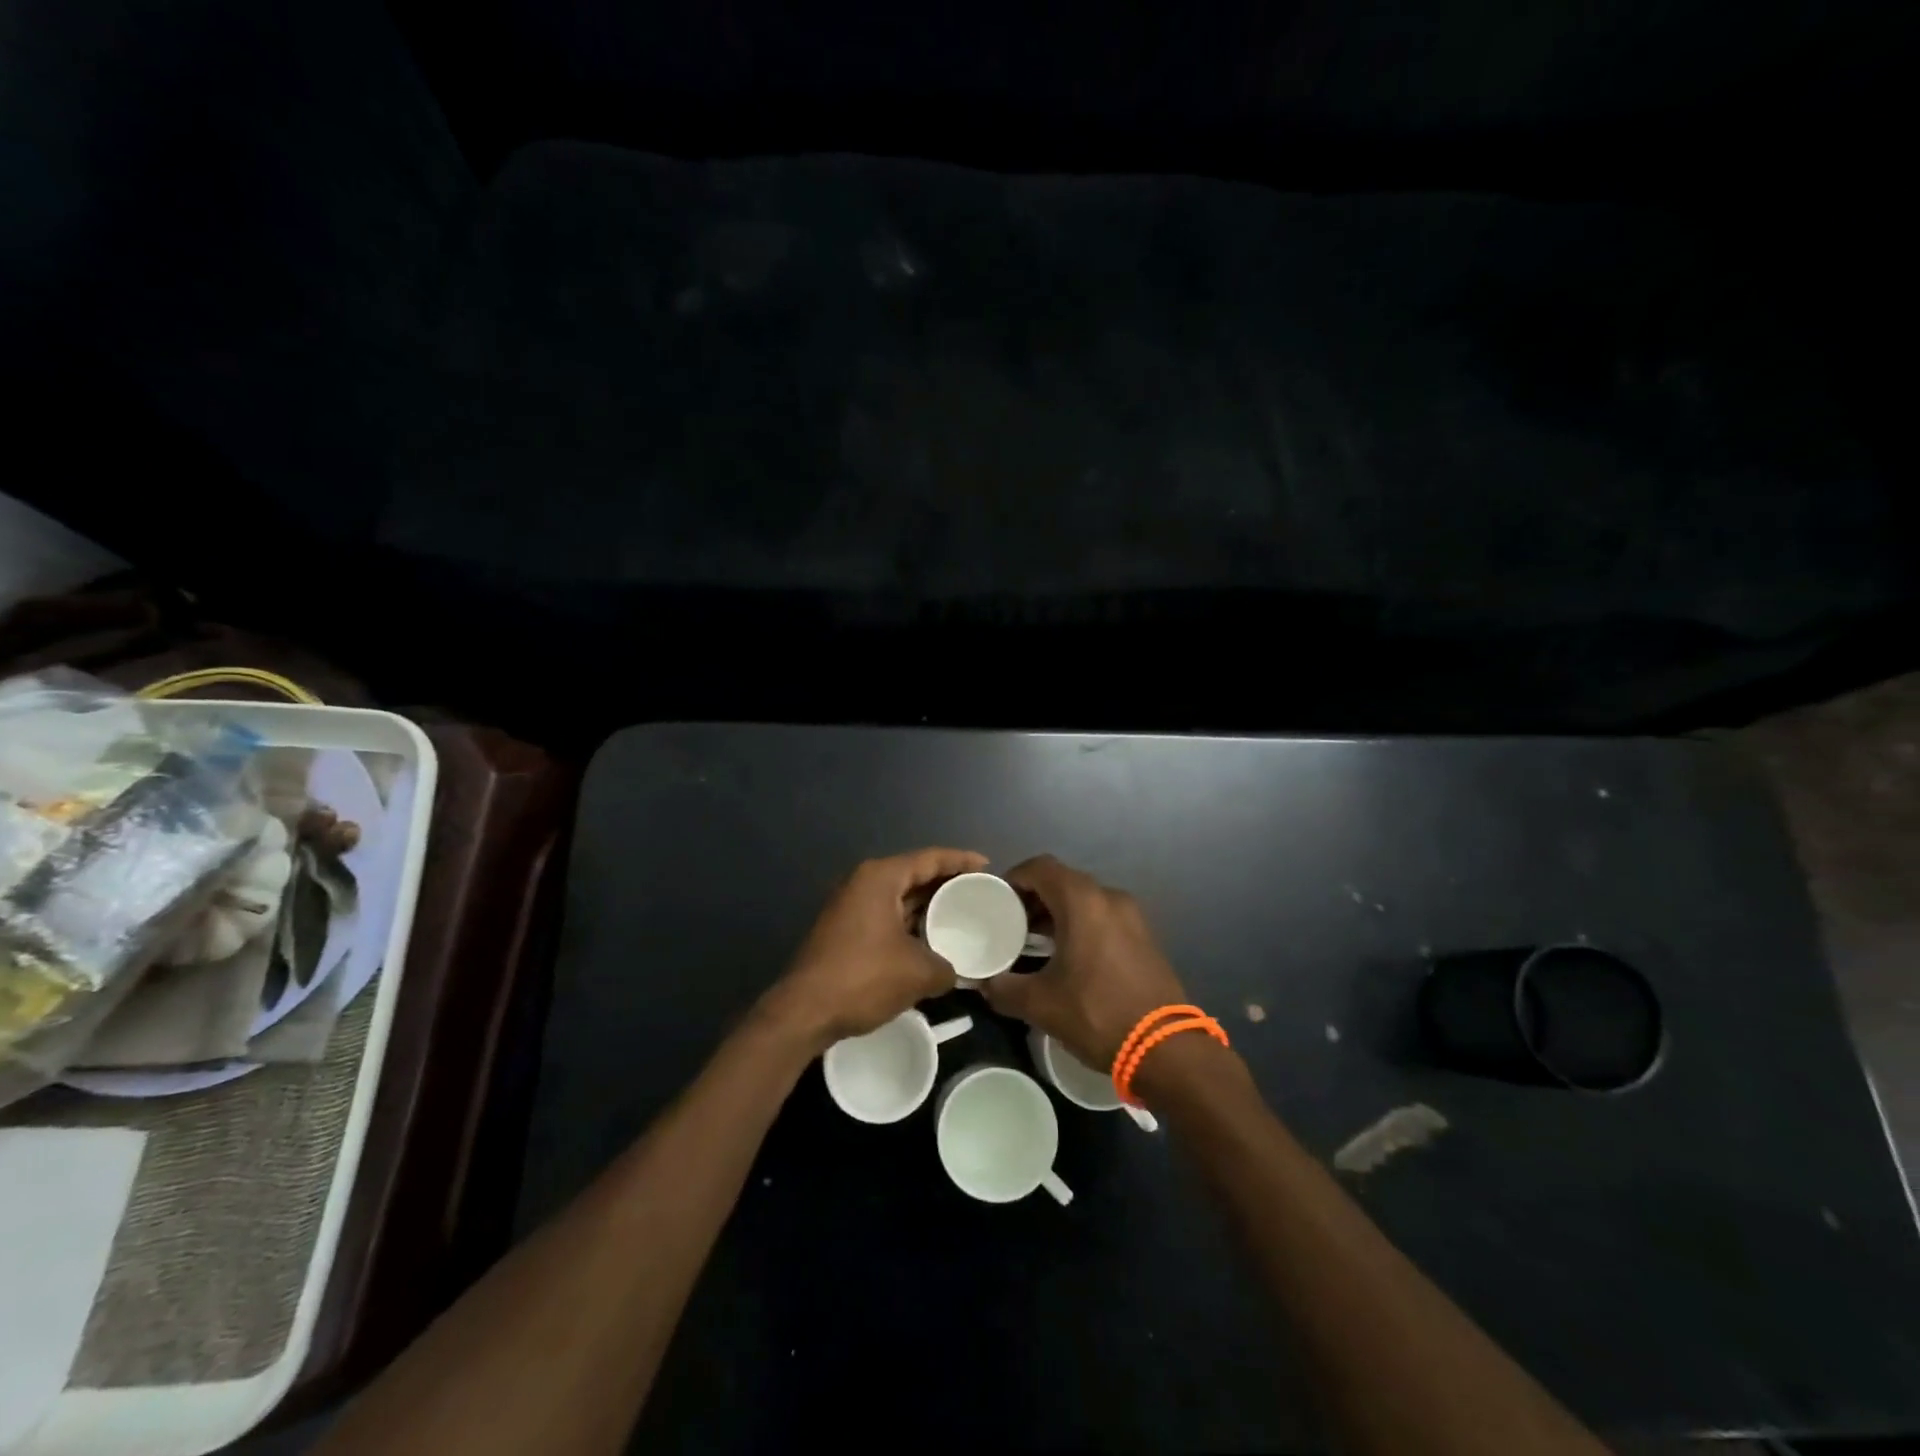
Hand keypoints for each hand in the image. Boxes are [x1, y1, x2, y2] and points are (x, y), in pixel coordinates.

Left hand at [760, 847, 988, 1051]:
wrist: (803, 1012)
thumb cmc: (863, 978)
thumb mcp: (918, 973)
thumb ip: (947, 967)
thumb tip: (955, 973)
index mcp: (881, 878)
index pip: (930, 858)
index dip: (962, 861)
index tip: (989, 868)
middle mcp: (863, 882)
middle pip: (914, 873)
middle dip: (946, 883)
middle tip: (979, 894)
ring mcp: (850, 905)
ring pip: (899, 897)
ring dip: (927, 906)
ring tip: (961, 916)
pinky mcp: (844, 929)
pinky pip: (887, 915)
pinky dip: (910, 922)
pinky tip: (930, 940)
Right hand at [982, 855, 1190, 1070]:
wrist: (1167, 1048)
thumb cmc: (1097, 1013)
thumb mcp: (1041, 1004)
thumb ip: (1004, 989)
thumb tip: (984, 985)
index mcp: (1082, 901)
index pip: (1040, 867)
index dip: (1014, 878)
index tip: (997, 902)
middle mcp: (1109, 897)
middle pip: (1063, 881)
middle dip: (1034, 898)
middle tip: (1012, 924)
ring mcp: (1132, 916)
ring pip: (1085, 900)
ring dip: (1058, 913)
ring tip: (1036, 943)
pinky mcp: (1145, 937)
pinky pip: (1104, 917)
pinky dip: (1082, 925)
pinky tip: (1069, 958)